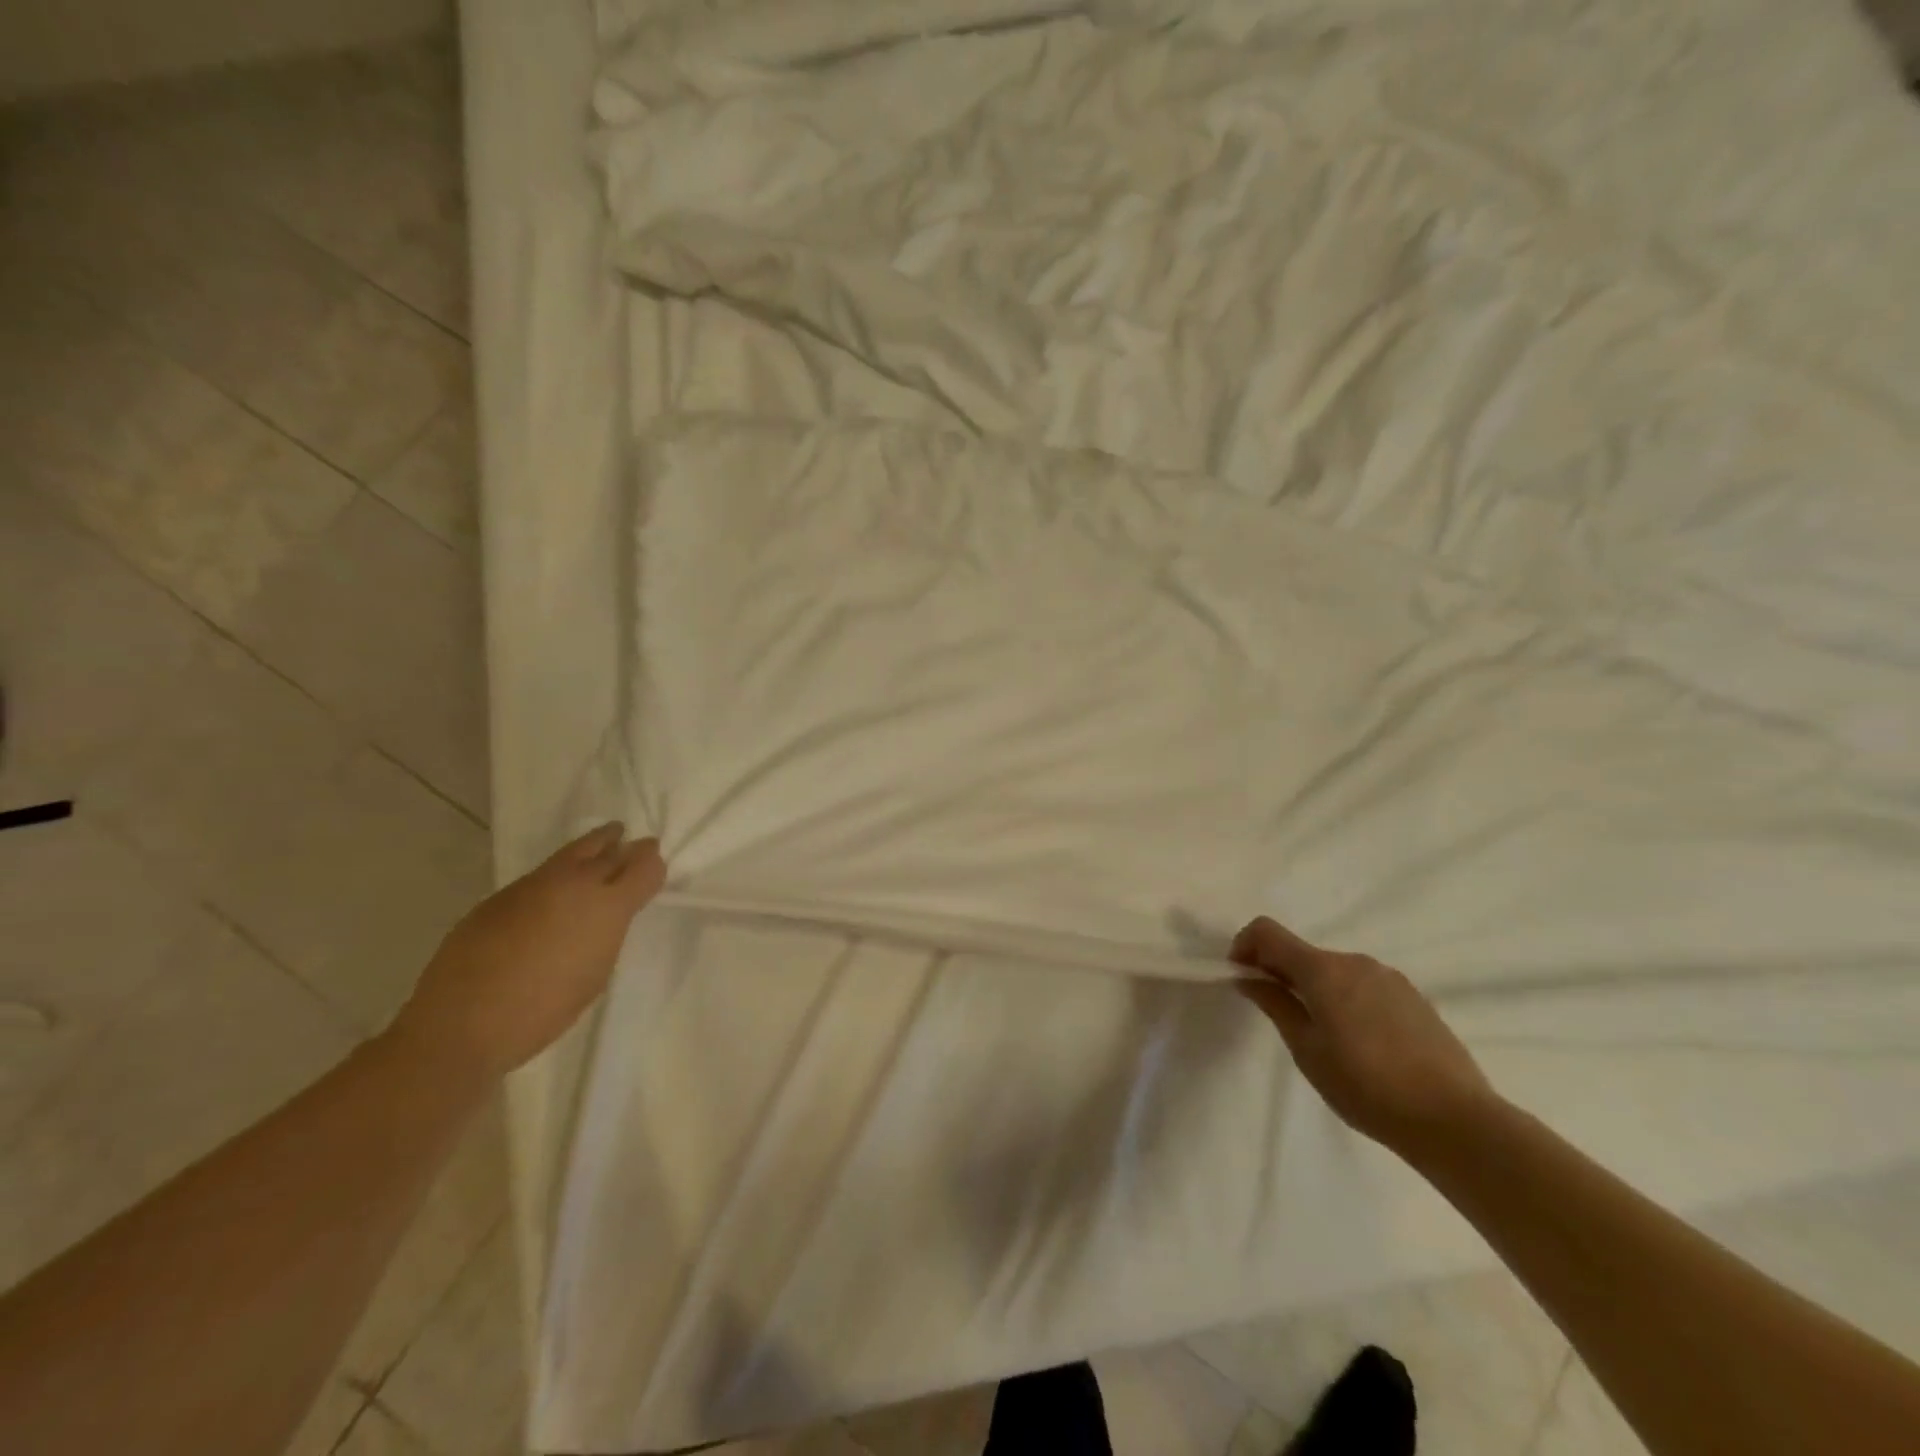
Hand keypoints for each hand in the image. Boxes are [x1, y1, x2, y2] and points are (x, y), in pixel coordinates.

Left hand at [389, 824, 665, 1082]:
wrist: (461, 1024)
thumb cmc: (543, 1011)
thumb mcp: (595, 973)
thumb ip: (607, 934)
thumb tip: (606, 915)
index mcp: (607, 906)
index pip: (643, 867)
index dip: (652, 863)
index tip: (655, 864)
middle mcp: (574, 884)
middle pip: (607, 850)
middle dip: (624, 846)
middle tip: (635, 843)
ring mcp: (534, 885)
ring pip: (572, 853)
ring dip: (592, 850)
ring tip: (604, 844)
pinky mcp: (501, 895)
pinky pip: (541, 876)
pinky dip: (558, 875)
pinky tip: (555, 892)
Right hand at [1231, 916, 1494, 1155]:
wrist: (1456, 1120)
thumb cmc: (1366, 1086)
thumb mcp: (1307, 1050)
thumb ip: (1275, 1004)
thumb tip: (1248, 977)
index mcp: (1323, 969)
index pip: (1268, 932)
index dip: (1245, 947)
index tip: (1242, 979)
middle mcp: (1355, 961)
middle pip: (1302, 952)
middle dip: (1280, 973)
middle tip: (1277, 1015)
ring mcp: (1389, 977)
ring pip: (1335, 971)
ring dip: (1315, 988)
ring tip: (1323, 1036)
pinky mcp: (1414, 998)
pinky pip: (1364, 986)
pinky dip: (1346, 999)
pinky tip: (1360, 1044)